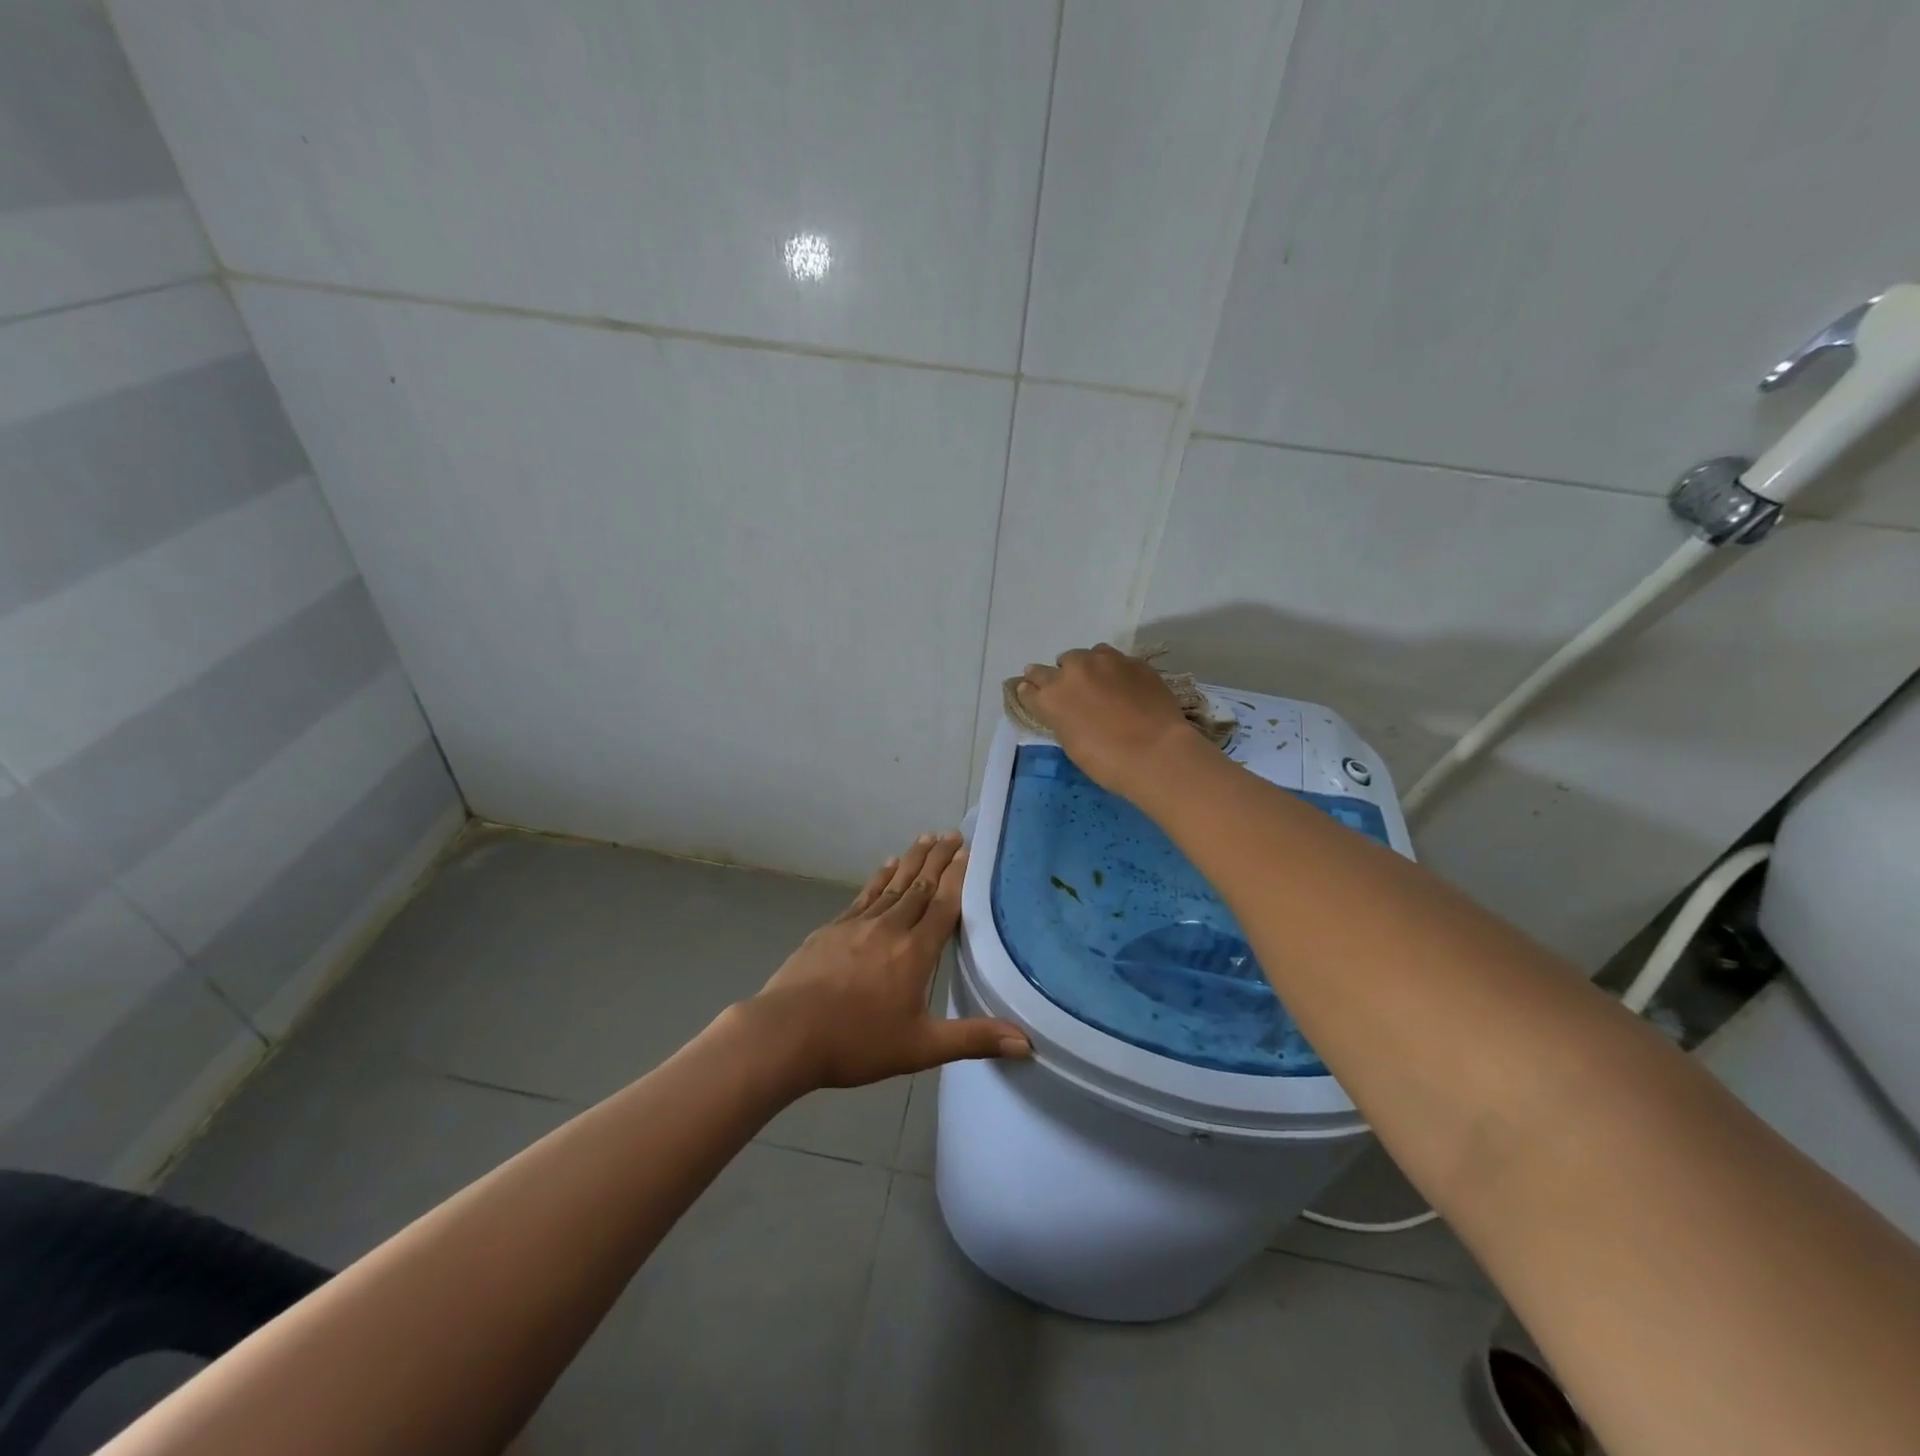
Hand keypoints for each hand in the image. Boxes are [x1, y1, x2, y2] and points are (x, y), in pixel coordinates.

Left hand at [751, 832, 1030, 1089]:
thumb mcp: (921, 1047)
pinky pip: (863, 895)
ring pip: (892, 884)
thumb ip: (973, 1038)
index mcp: (915, 951)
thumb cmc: (857, 1042)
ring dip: (911, 860)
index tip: (969, 851)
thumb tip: (1027, 1042)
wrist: (787, 1033)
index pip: (944, 905)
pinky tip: (885, 866)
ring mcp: (857, 924)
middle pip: (920, 885)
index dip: (958, 877)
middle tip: (953, 833)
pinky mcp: (832, 929)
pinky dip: (878, 877)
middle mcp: (890, 927)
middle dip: (939, 859)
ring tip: (926, 838)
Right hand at [1015, 644, 1198, 795]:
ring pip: (1087, 656)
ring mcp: (1105, 661)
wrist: (1157, 752)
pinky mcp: (1133, 661)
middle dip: (1058, 677)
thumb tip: (1063, 709)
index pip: (1029, 686)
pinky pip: (1115, 660)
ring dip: (1087, 668)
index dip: (1032, 691)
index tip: (1036, 695)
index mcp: (1051, 696)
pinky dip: (1114, 671)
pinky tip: (1125, 687)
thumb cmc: (1107, 761)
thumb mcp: (1071, 743)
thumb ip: (1061, 718)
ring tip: (1100, 686)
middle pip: (1055, 666)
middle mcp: (1073, 670)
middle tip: (1071, 693)